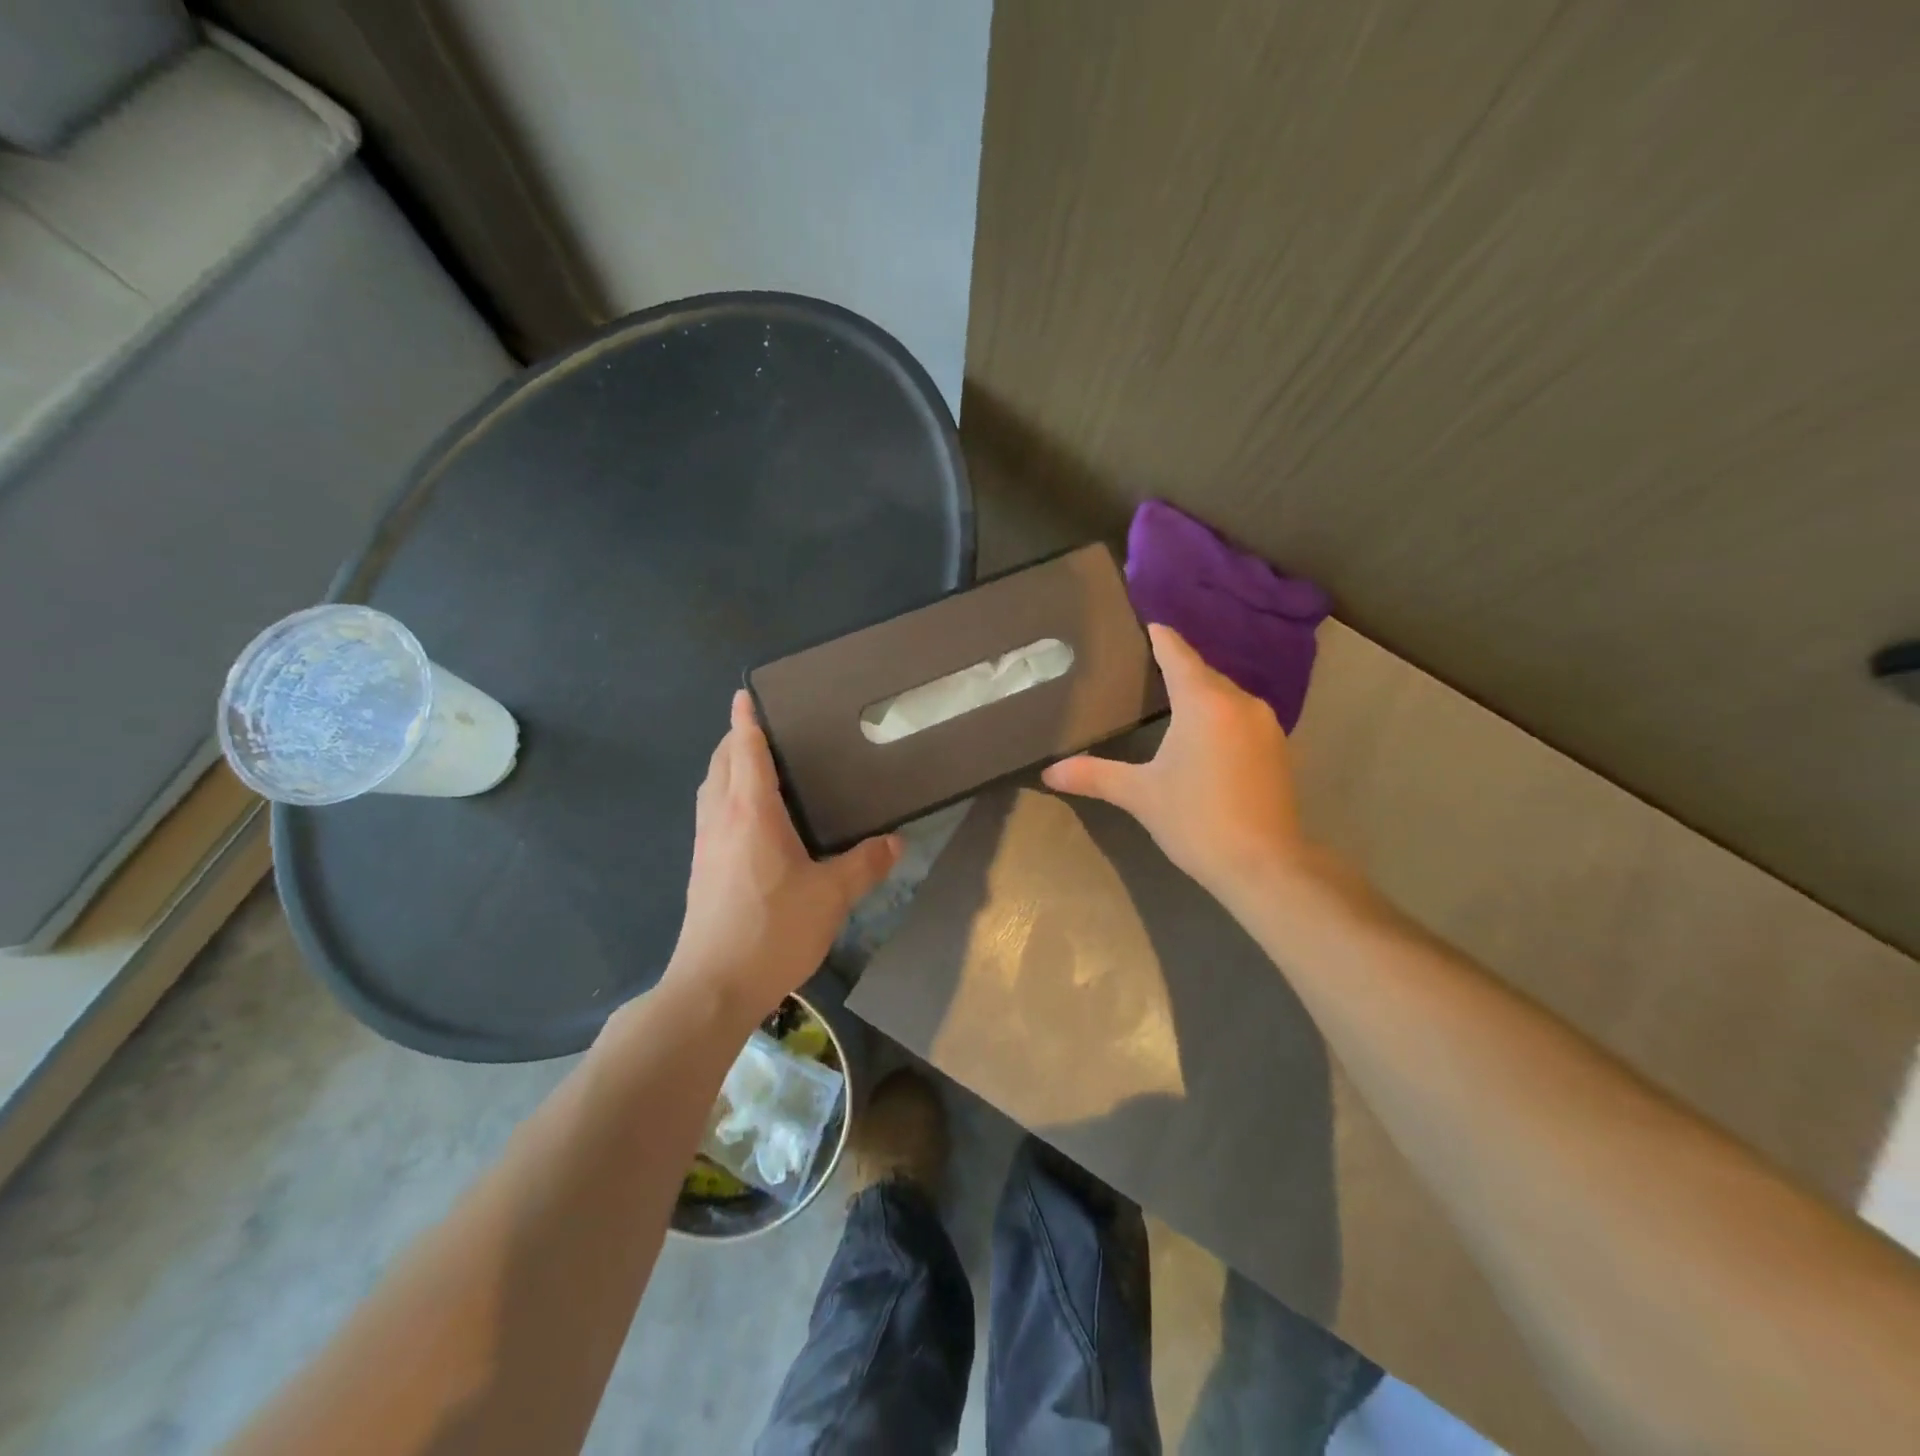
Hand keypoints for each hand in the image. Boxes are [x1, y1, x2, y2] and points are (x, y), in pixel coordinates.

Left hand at [668, 691, 900, 1018]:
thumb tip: (895, 841)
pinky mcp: (702, 868)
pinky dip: (726, 795)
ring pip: (712, 788)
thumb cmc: (773, 930)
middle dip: (736, 739)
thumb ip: (865, 865)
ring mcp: (706, 844)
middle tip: (766, 729)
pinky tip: (751, 818)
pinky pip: (712, 813)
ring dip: (727, 767)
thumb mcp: (831, 897)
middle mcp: (722, 818)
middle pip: (722, 763)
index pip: (746, 751)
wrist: (713, 985)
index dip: (746, 719)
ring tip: (758, 765)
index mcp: (751, 812)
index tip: (745, 694)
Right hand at [1042, 624, 1311, 905]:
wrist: (1265, 865)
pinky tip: (1203, 734)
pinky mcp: (1278, 748)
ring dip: (1200, 693)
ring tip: (1170, 698)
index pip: (1178, 654)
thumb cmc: (1197, 820)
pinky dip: (1219, 715)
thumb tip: (1048, 772)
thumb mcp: (1140, 795)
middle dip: (1177, 666)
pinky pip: (1241, 716)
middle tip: (1144, 666)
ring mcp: (1265, 724)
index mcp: (1204, 702)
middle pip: (1203, 672)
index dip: (1160, 637)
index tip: (1145, 623)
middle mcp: (1240, 702)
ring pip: (1226, 694)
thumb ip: (1094, 775)